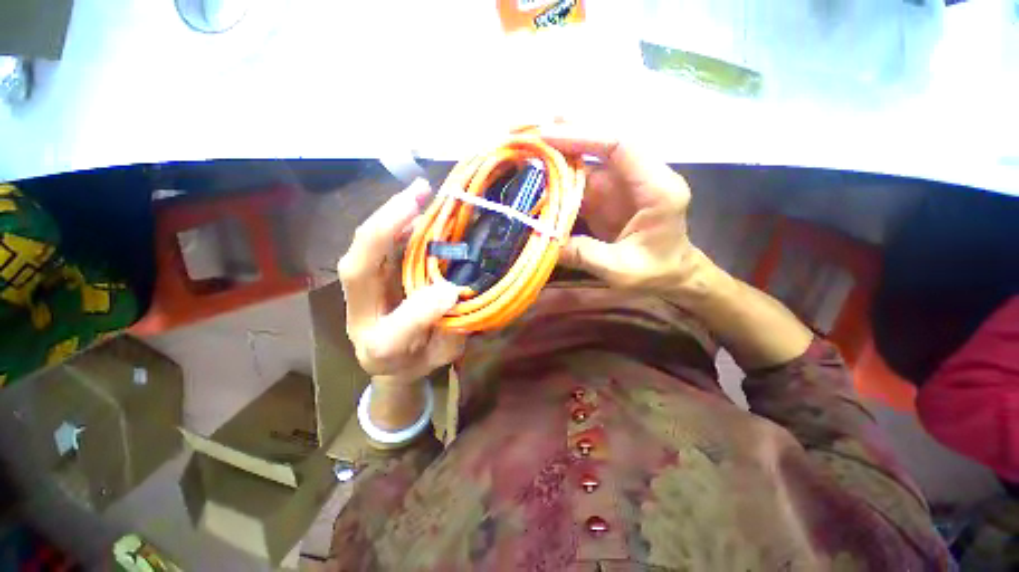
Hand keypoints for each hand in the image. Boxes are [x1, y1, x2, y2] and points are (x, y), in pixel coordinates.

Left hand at [338, 179, 464, 428]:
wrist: (391, 361)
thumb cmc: (416, 360)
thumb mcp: (439, 358)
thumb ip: (449, 335)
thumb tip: (452, 293)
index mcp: (381, 349)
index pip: (393, 332)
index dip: (421, 311)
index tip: (453, 292)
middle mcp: (361, 315)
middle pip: (358, 269)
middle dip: (385, 230)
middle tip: (417, 198)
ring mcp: (360, 291)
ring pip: (364, 248)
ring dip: (390, 216)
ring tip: (418, 191)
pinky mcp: (369, 274)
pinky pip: (377, 244)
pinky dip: (395, 222)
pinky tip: (414, 206)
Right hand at [541, 124, 715, 300]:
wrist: (672, 274)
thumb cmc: (657, 272)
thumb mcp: (622, 270)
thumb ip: (585, 255)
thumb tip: (543, 241)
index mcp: (656, 189)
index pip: (621, 146)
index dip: (584, 135)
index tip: (548, 135)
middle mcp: (639, 177)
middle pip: (601, 145)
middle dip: (565, 134)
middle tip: (528, 128)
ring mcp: (621, 185)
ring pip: (586, 162)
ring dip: (556, 155)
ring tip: (524, 148)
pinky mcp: (607, 197)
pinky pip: (580, 182)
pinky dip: (557, 179)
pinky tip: (536, 177)